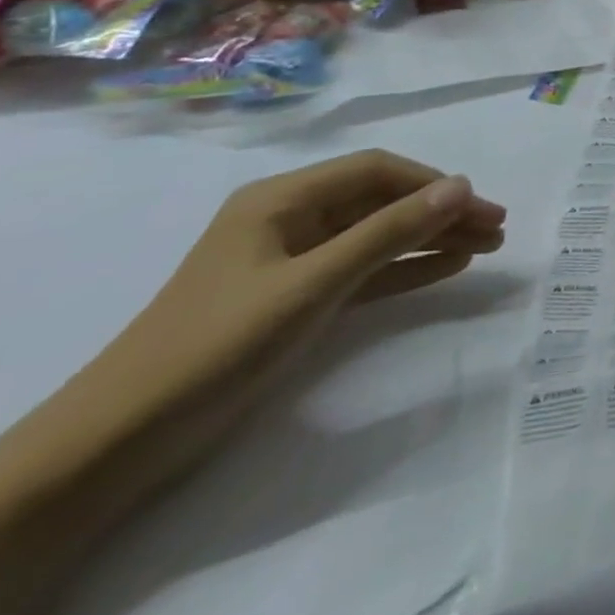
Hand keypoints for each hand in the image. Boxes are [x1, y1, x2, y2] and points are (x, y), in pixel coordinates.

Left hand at [0, 151, 506, 614]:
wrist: (117, 442)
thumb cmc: (216, 344)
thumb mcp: (312, 284)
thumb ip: (388, 232)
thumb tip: (462, 186)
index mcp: (283, 199)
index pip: (376, 172)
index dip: (433, 184)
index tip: (480, 206)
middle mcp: (291, 218)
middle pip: (383, 202)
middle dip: (442, 212)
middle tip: (497, 228)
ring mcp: (293, 260)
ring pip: (379, 235)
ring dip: (431, 238)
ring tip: (486, 246)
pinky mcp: (296, 297)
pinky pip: (364, 269)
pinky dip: (405, 267)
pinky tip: (447, 267)